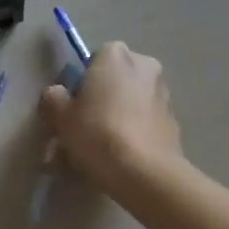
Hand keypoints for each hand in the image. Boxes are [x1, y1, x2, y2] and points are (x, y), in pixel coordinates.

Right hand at [39, 42, 183, 194]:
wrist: (146, 174)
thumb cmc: (99, 133)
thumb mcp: (62, 117)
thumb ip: (54, 99)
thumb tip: (56, 95)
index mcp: (116, 54)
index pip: (93, 60)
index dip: (80, 85)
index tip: (71, 109)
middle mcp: (144, 65)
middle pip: (113, 82)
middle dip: (98, 104)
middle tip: (79, 134)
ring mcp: (162, 94)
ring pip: (128, 106)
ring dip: (113, 123)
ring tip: (93, 156)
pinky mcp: (173, 124)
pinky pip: (143, 125)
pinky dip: (130, 137)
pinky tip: (116, 163)